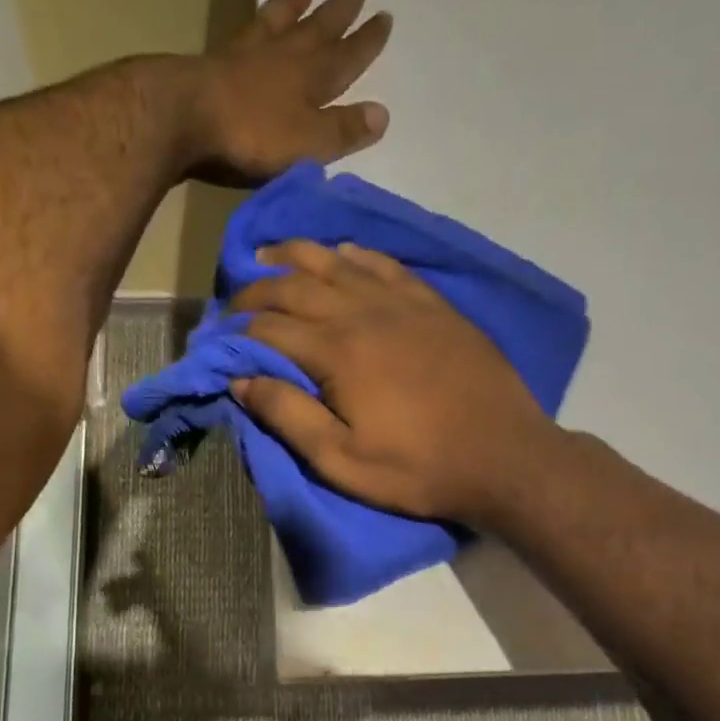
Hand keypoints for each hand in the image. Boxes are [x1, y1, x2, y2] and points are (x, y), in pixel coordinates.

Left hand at [189, 0, 392, 184]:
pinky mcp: (218, 60)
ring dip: (297, 2)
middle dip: (341, 9)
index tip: (385, 17)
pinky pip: (248, 29)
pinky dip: (261, 16)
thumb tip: (383, 114)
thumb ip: (343, 130)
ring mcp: (249, 54)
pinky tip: (261, 13)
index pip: (348, 57)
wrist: (186, 116)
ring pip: (281, 19)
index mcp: (312, 79)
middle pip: (319, 27)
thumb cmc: (254, 136)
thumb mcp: (309, 143)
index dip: (367, 41)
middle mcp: (285, 56)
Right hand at [229, 241, 557, 524]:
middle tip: (235, 299)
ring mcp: (403, 302)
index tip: (216, 337)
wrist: (503, 455)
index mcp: (337, 352)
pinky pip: (385, 264)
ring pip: (338, 262)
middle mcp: (364, 313)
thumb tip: (241, 380)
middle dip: (257, 289)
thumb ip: (289, 416)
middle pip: (296, 285)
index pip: (269, 326)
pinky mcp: (434, 304)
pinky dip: (356, 254)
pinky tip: (343, 252)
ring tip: (271, 255)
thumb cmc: (418, 469)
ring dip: (298, 256)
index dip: (236, 329)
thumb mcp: (342, 461)